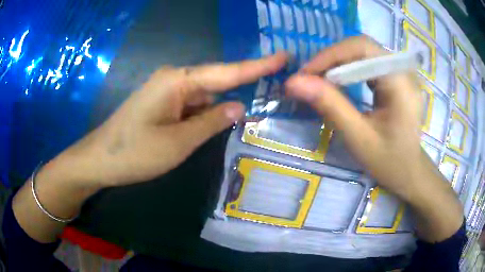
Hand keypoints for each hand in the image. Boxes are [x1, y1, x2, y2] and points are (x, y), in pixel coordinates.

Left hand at [58, 53, 287, 187]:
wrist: (100, 160)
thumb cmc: (135, 152)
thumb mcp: (178, 143)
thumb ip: (211, 122)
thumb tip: (239, 107)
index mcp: (178, 80)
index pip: (227, 71)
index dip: (258, 66)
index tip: (284, 56)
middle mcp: (174, 79)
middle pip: (217, 82)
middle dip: (245, 88)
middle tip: (276, 91)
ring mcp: (167, 92)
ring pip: (205, 96)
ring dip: (225, 105)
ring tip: (254, 112)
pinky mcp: (163, 104)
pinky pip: (193, 105)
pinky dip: (208, 114)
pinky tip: (222, 122)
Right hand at [286, 36, 422, 198]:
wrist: (410, 172)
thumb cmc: (389, 162)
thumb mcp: (359, 138)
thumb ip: (330, 106)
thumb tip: (294, 82)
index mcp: (400, 83)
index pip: (362, 48)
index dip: (331, 55)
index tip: (305, 74)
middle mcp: (403, 70)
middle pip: (362, 47)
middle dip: (332, 58)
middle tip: (309, 78)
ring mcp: (401, 72)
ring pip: (363, 52)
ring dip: (338, 62)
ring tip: (319, 81)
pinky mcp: (396, 78)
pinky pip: (368, 62)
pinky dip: (348, 69)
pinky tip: (339, 82)